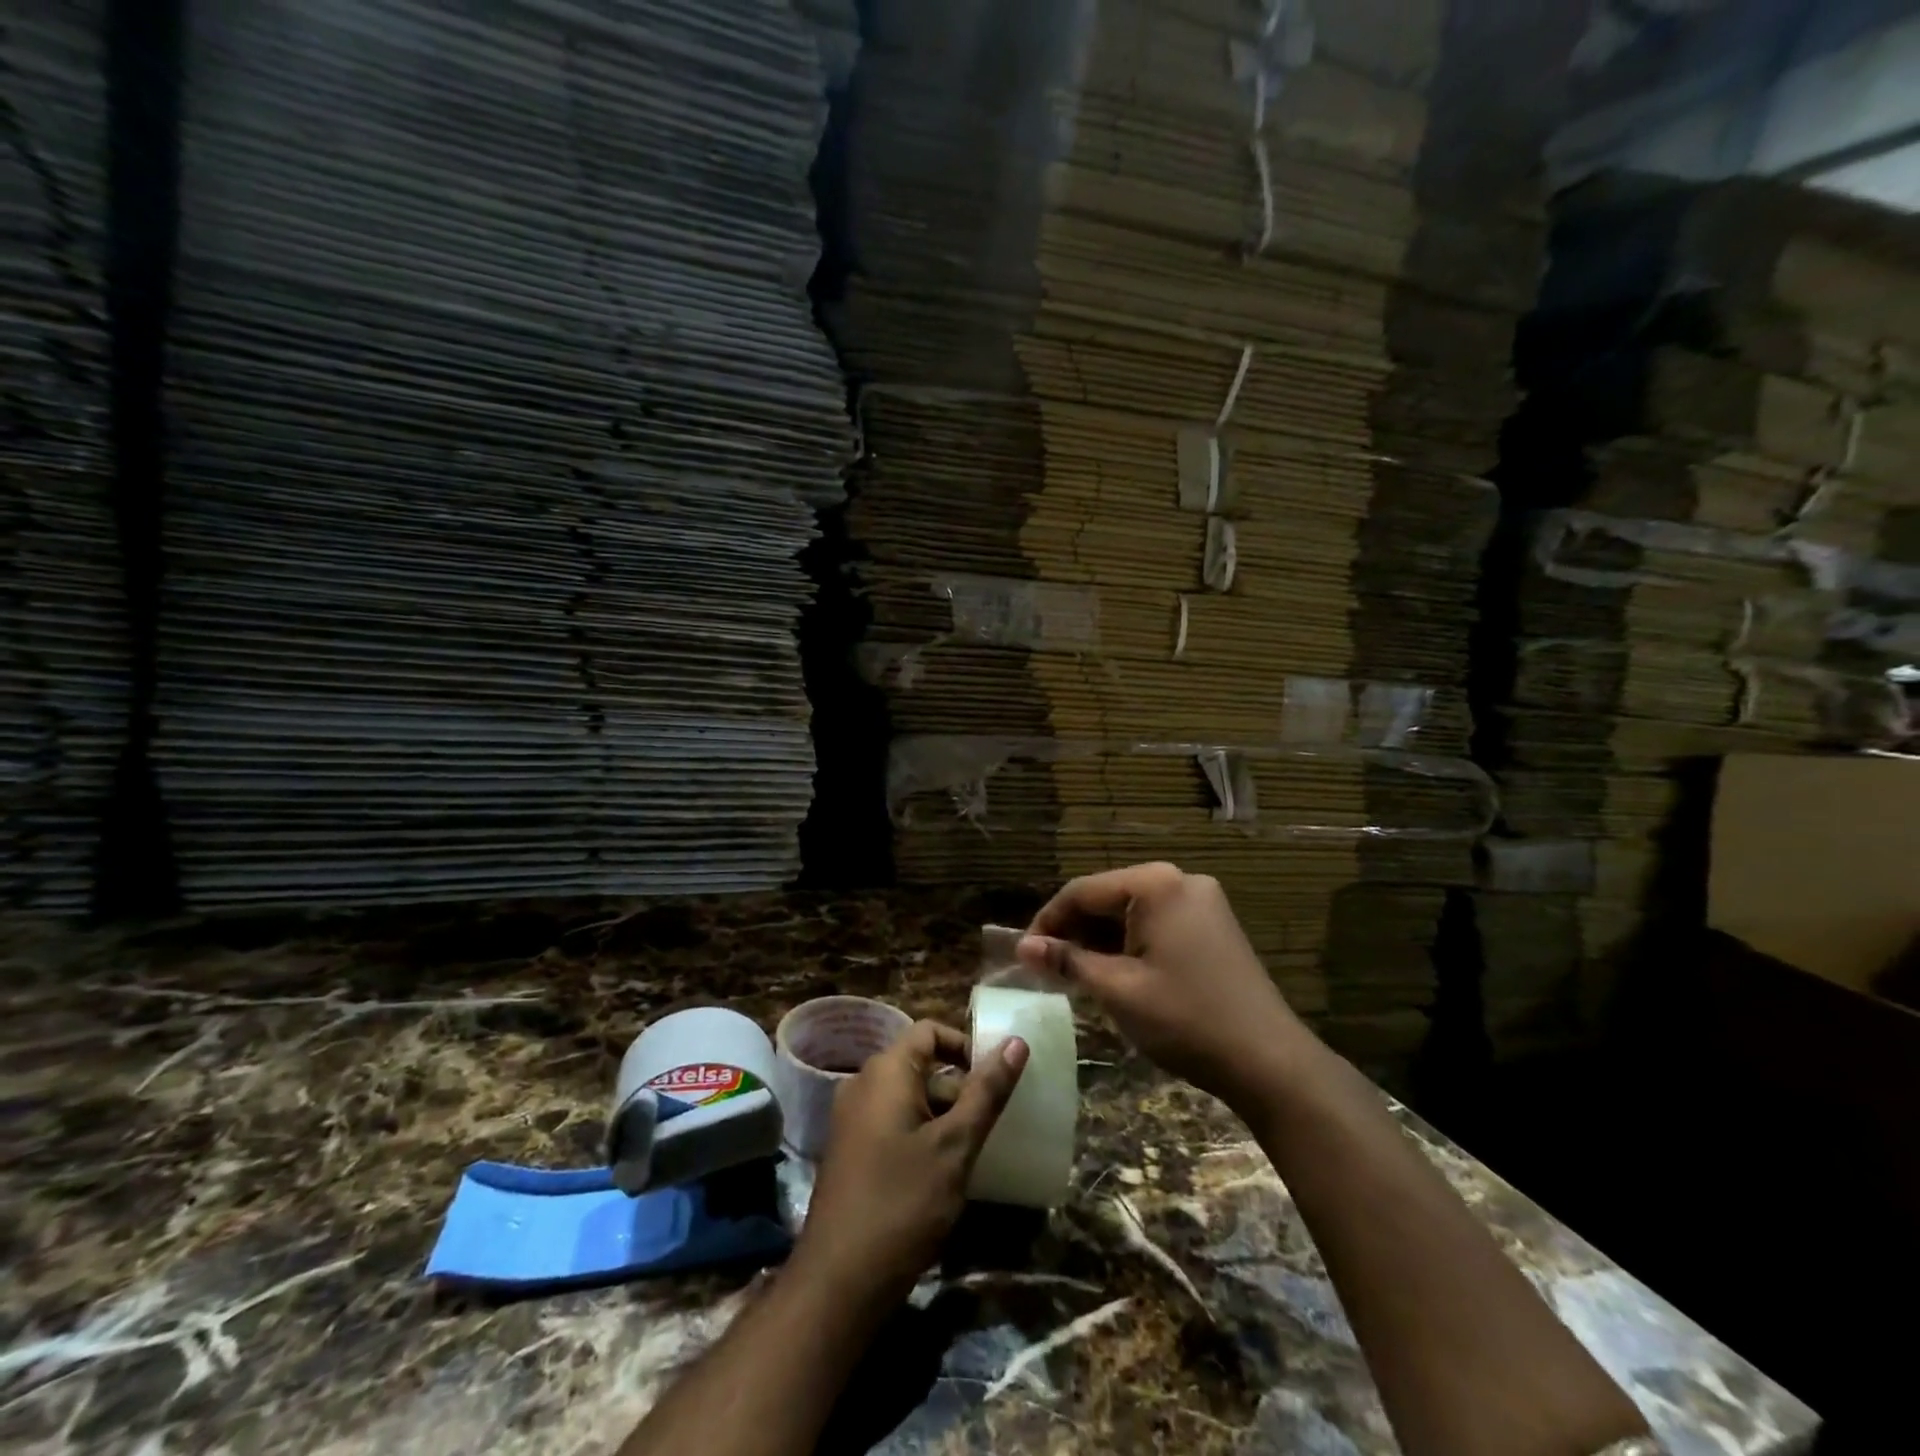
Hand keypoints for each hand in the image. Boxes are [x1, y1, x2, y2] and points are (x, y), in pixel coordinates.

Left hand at [792, 1020, 1027, 1307]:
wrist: (839, 1282)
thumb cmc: (902, 1203)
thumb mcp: (955, 1146)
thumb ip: (986, 1092)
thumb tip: (1016, 1042)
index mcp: (886, 1072)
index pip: (930, 1031)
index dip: (966, 1046)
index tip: (996, 1079)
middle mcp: (864, 1084)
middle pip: (921, 1065)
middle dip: (960, 1088)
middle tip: (992, 1123)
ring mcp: (853, 1119)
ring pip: (910, 1098)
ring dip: (943, 1115)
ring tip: (974, 1150)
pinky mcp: (851, 1151)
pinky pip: (894, 1123)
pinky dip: (922, 1134)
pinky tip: (944, 1172)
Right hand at [1017, 861, 1303, 1109]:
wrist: (1269, 1061)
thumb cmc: (1185, 1019)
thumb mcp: (1117, 989)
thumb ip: (1067, 961)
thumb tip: (1023, 947)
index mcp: (1155, 884)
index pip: (1082, 891)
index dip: (1047, 921)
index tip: (1024, 955)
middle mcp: (1179, 880)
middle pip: (1108, 896)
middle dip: (1075, 931)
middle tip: (1047, 968)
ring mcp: (1201, 901)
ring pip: (1132, 911)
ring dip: (1101, 939)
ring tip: (1075, 974)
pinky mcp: (1212, 924)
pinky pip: (1157, 923)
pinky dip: (1129, 943)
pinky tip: (1114, 971)